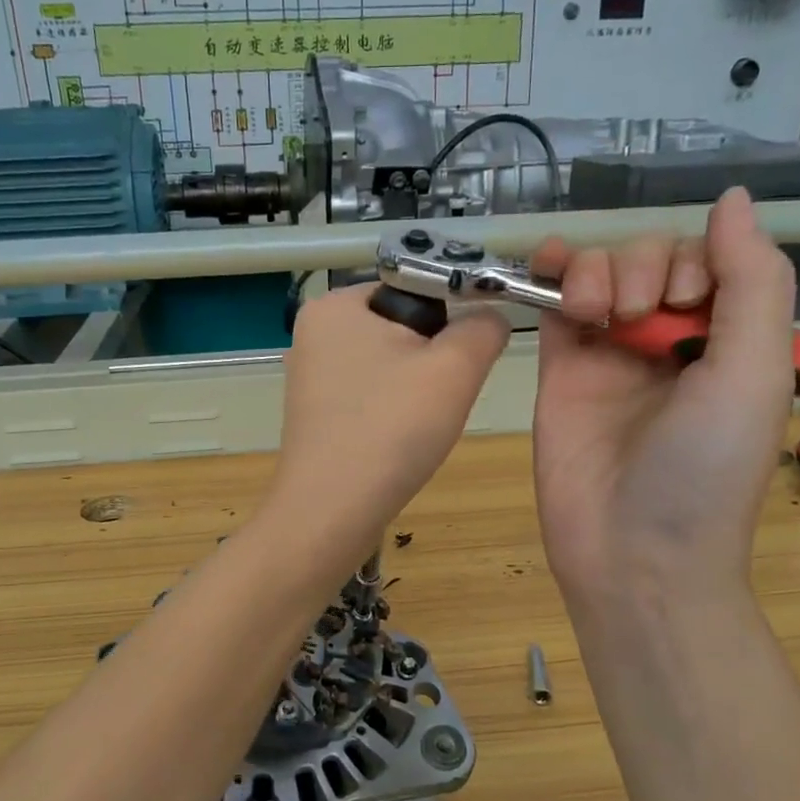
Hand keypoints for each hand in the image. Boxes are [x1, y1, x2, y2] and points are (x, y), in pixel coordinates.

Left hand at [266, 283, 509, 562]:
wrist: (331, 513)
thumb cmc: (390, 429)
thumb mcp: (455, 368)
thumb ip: (484, 328)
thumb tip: (490, 318)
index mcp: (335, 304)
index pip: (414, 287)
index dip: (450, 320)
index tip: (460, 363)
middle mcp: (313, 332)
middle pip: (402, 328)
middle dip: (432, 361)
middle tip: (438, 400)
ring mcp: (309, 377)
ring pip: (389, 366)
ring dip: (416, 391)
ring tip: (417, 426)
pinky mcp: (315, 415)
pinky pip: (370, 397)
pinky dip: (392, 413)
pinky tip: (397, 441)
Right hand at [532, 188, 795, 609]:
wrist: (632, 554)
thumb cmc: (704, 471)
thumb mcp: (752, 373)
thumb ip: (752, 282)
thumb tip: (734, 197)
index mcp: (728, 341)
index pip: (710, 262)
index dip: (695, 260)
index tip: (686, 303)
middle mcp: (670, 342)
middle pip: (651, 260)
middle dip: (644, 268)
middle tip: (638, 319)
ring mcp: (610, 355)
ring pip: (602, 273)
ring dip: (599, 270)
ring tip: (598, 315)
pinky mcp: (560, 370)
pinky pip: (556, 304)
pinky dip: (555, 274)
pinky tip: (551, 269)